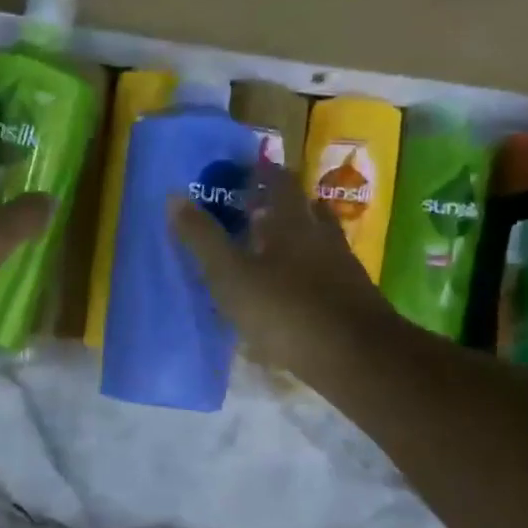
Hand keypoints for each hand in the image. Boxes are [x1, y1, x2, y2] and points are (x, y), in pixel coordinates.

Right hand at [168, 163, 400, 375]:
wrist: (354, 356)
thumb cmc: (284, 310)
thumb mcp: (230, 276)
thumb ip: (203, 238)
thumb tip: (174, 197)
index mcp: (291, 222)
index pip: (280, 182)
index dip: (264, 173)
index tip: (248, 171)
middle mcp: (321, 236)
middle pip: (305, 208)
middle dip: (282, 205)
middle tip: (256, 210)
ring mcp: (342, 267)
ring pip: (320, 240)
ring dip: (300, 238)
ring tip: (275, 248)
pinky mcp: (353, 298)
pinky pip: (328, 272)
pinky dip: (311, 272)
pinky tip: (297, 290)